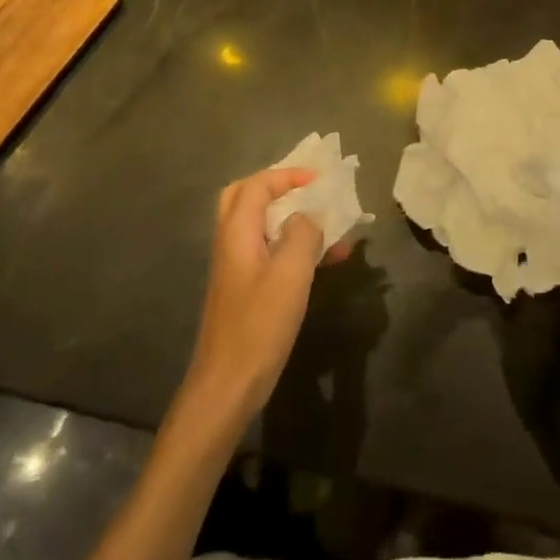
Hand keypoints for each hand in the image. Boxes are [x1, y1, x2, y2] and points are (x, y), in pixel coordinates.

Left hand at [183, 167, 348, 421]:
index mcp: (237, 231)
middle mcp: (231, 242)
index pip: (257, 185)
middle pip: (246, 198)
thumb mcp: (290, 274)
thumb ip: (302, 234)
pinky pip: (270, 253)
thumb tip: (307, 217)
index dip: (287, 175)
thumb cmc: (259, 324)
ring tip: (331, 228)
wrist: (228, 384)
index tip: (319, 179)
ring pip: (261, 226)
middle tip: (307, 192)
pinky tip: (326, 262)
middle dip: (277, 189)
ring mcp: (236, 267)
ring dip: (292, 221)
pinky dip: (294, 248)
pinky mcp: (245, 290)